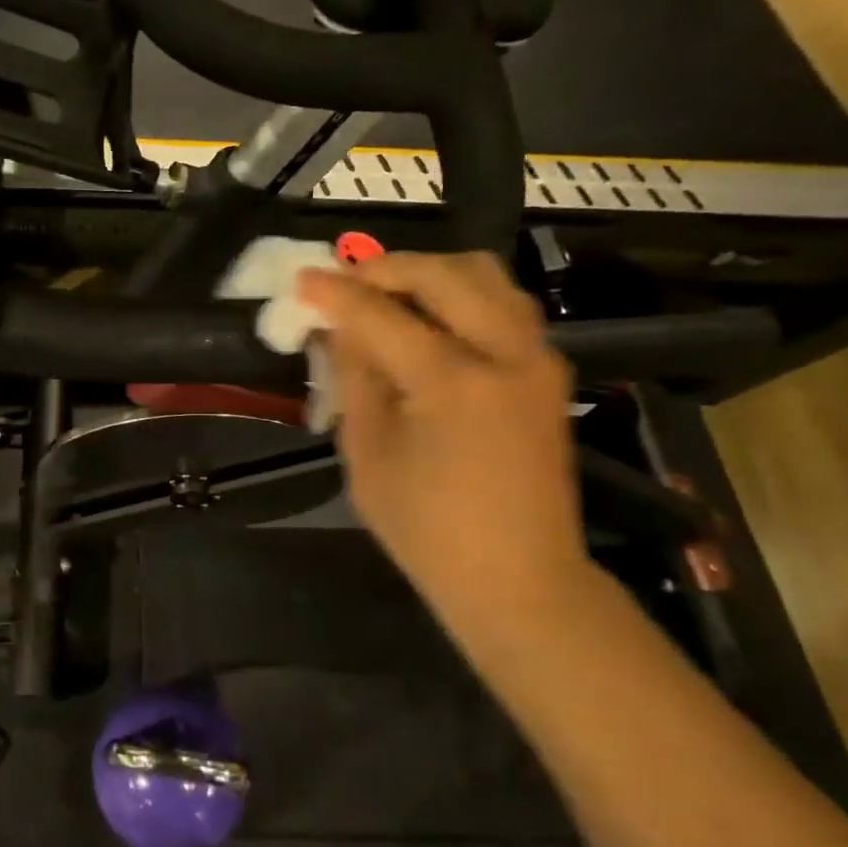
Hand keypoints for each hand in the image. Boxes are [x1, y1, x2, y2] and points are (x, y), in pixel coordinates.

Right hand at [297, 252, 588, 618]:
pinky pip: (503, 305)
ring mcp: (536, 360)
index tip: (301, 279)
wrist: (519, 578)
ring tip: (385, 296)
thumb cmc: (426, 528)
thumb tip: (337, 327)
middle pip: (445, 273)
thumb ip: (354, 378)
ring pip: (485, 277)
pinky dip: (459, 295)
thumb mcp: (366, 454)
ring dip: (428, 274)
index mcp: (453, 383)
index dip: (334, 293)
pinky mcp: (546, 372)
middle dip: (386, 268)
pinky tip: (426, 321)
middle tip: (345, 285)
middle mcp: (505, 355)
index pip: (381, 314)